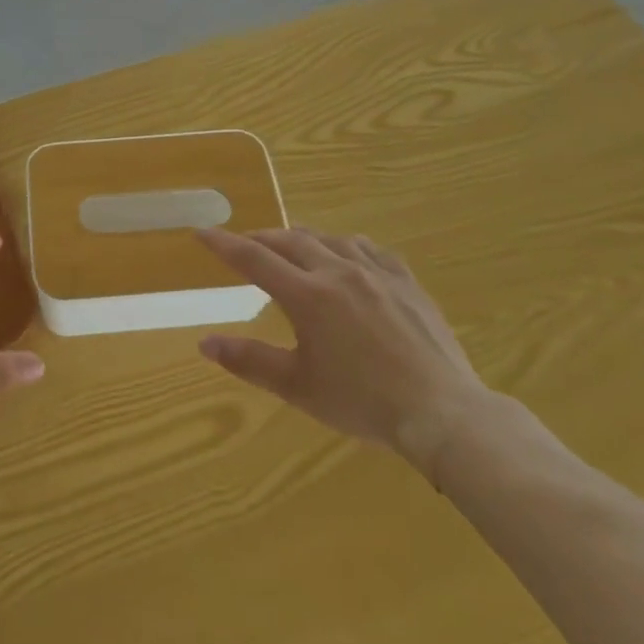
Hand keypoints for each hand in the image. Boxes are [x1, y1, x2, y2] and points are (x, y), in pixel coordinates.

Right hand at [196, 228, 491, 478]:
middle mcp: (337, 271)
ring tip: (291, 246)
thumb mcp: (297, 386)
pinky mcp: (405, 280)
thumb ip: (249, 360)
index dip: (223, 244)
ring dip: (302, 239)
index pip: (253, 259)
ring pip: (329, 239)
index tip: (201, 232)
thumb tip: (205, 343)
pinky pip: (369, 248)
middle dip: (261, 239)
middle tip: (244, 245)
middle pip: (289, 240)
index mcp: (307, 295)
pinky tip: (347, 254)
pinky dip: (345, 245)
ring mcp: (375, 272)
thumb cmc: (362, 402)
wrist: (441, 411)